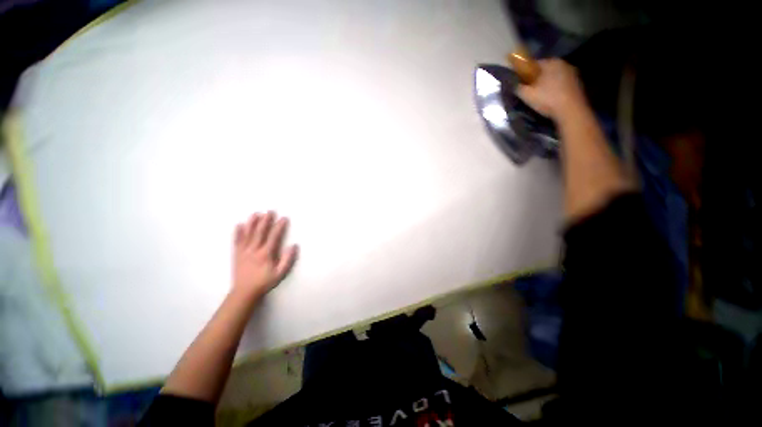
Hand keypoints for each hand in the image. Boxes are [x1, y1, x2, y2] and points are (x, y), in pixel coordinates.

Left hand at [232, 211, 297, 299]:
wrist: (244, 292)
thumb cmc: (264, 282)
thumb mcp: (280, 273)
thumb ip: (287, 260)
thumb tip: (293, 246)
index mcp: (266, 254)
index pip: (274, 236)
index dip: (279, 226)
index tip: (284, 218)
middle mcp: (254, 250)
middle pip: (260, 232)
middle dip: (266, 220)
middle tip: (270, 211)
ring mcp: (243, 251)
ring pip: (248, 234)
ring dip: (252, 223)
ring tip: (256, 213)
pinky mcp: (236, 254)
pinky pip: (237, 241)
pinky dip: (237, 232)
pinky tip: (239, 224)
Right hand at [516, 58, 586, 120]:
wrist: (571, 110)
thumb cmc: (547, 99)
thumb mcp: (526, 95)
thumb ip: (518, 87)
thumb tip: (515, 85)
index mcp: (551, 62)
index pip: (534, 64)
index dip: (526, 73)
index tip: (521, 83)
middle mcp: (563, 63)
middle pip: (545, 70)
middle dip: (537, 78)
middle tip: (530, 91)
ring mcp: (573, 72)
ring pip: (554, 77)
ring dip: (547, 84)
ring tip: (541, 96)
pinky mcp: (578, 83)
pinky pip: (562, 84)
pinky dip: (556, 89)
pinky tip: (551, 98)